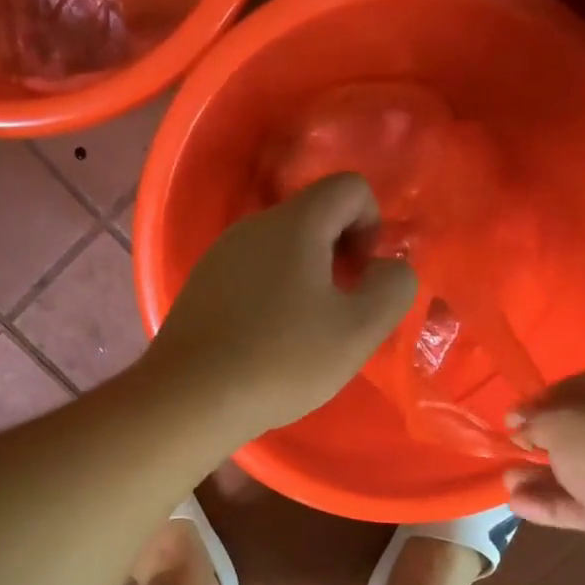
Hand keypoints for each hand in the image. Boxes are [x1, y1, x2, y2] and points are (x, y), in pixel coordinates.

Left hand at [147, 174, 416, 437]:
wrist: (191, 397)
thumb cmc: (283, 359)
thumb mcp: (359, 329)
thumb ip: (393, 287)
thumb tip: (388, 269)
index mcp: (295, 223)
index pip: (349, 187)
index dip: (371, 224)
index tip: (362, 275)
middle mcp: (252, 226)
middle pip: (313, 217)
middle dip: (339, 254)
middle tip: (340, 311)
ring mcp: (219, 255)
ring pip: (280, 250)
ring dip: (306, 279)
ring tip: (304, 333)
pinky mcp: (200, 287)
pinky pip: (251, 275)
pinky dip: (272, 296)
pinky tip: (267, 342)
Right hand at [505, 362, 584, 584]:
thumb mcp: (564, 424)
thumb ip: (536, 422)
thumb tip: (521, 423)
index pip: (579, 386)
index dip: (540, 403)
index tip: (510, 421)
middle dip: (543, 444)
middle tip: (510, 452)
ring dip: (545, 477)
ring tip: (507, 483)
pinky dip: (559, 504)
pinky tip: (520, 507)